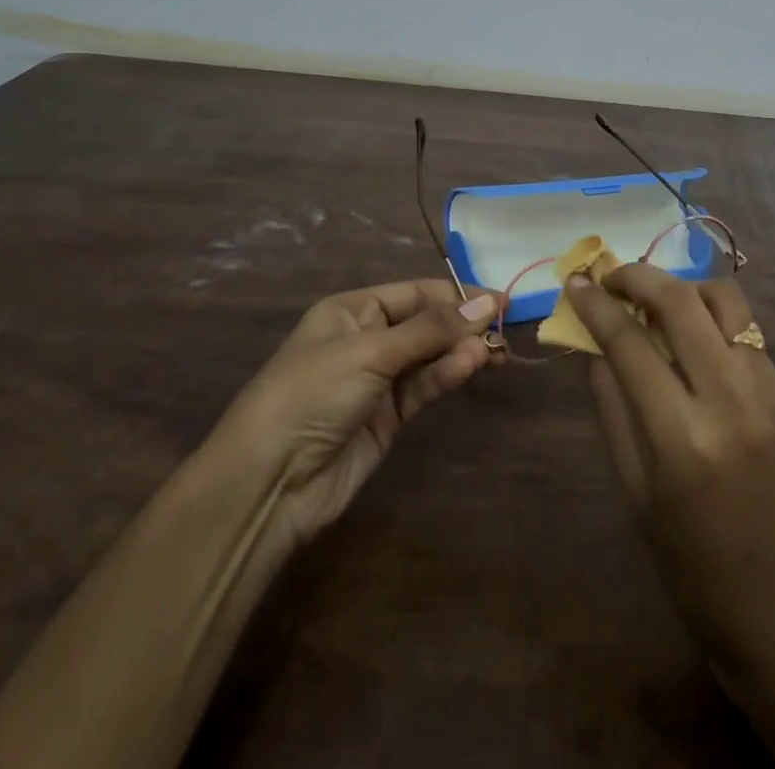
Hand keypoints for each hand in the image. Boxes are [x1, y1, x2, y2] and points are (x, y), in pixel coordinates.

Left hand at [213, 279, 500, 548]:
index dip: (456, 295)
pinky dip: (447, 376)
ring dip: (460, 352)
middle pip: (426, 323)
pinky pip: (424, 387)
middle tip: (505, 329)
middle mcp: (367, 338)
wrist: (269, 481)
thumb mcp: (371, 351)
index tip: (499, 299)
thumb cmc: (313, 392)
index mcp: (352, 310)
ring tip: (495, 352)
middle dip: (463, 324)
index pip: (415, 293)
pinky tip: (471, 367)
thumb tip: (486, 304)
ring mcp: (377, 380)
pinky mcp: (387, 418)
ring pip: (430, 356)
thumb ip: (432, 330)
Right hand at [566, 264, 774, 668]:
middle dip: (638, 276)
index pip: (630, 344)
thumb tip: (594, 340)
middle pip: (681, 301)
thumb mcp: (632, 488)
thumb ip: (610, 404)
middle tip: (612, 277)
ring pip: (724, 299)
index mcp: (682, 438)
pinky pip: (745, 330)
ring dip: (683, 288)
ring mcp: (769, 391)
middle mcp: (731, 401)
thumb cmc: (688, 561)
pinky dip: (712, 319)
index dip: (597, 306)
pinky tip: (693, 341)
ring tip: (656, 304)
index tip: (577, 282)